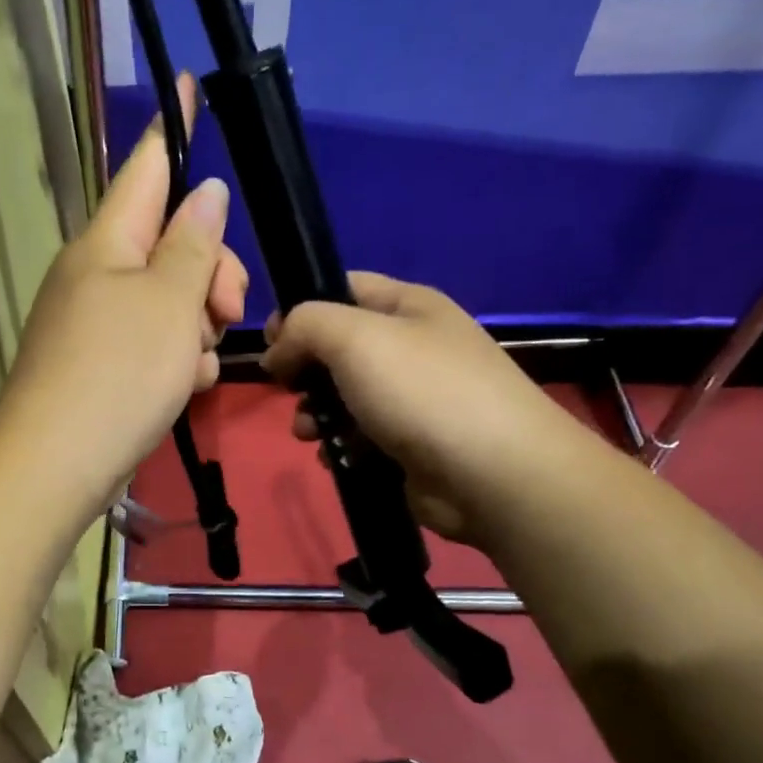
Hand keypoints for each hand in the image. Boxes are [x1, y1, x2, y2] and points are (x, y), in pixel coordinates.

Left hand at [0, 75, 247, 522]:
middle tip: (228, 309)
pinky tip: (184, 389)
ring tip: (197, 366)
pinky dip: (177, 360)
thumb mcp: (168, 306)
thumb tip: (202, 193)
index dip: (174, 128)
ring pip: (169, 300)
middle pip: (170, 243)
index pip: (146, 168)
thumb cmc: (117, 375)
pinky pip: (154, 343)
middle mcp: (97, 274)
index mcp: (106, 243)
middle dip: (211, 270)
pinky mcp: (101, 365)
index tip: (190, 84)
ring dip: (197, 325)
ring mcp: (96, 322)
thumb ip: (191, 247)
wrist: (56, 465)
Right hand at [262, 272, 586, 546]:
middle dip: (304, 370)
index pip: (343, 287)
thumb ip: (304, 326)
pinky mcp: (410, 444)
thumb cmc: (422, 391)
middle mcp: (413, 346)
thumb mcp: (354, 337)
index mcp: (409, 306)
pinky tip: (334, 456)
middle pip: (339, 347)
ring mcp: (414, 398)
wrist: (492, 474)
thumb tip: (277, 350)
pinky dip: (340, 444)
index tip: (271, 343)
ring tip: (309, 432)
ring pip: (344, 396)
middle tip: (289, 389)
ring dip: (316, 412)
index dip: (301, 308)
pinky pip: (360, 436)